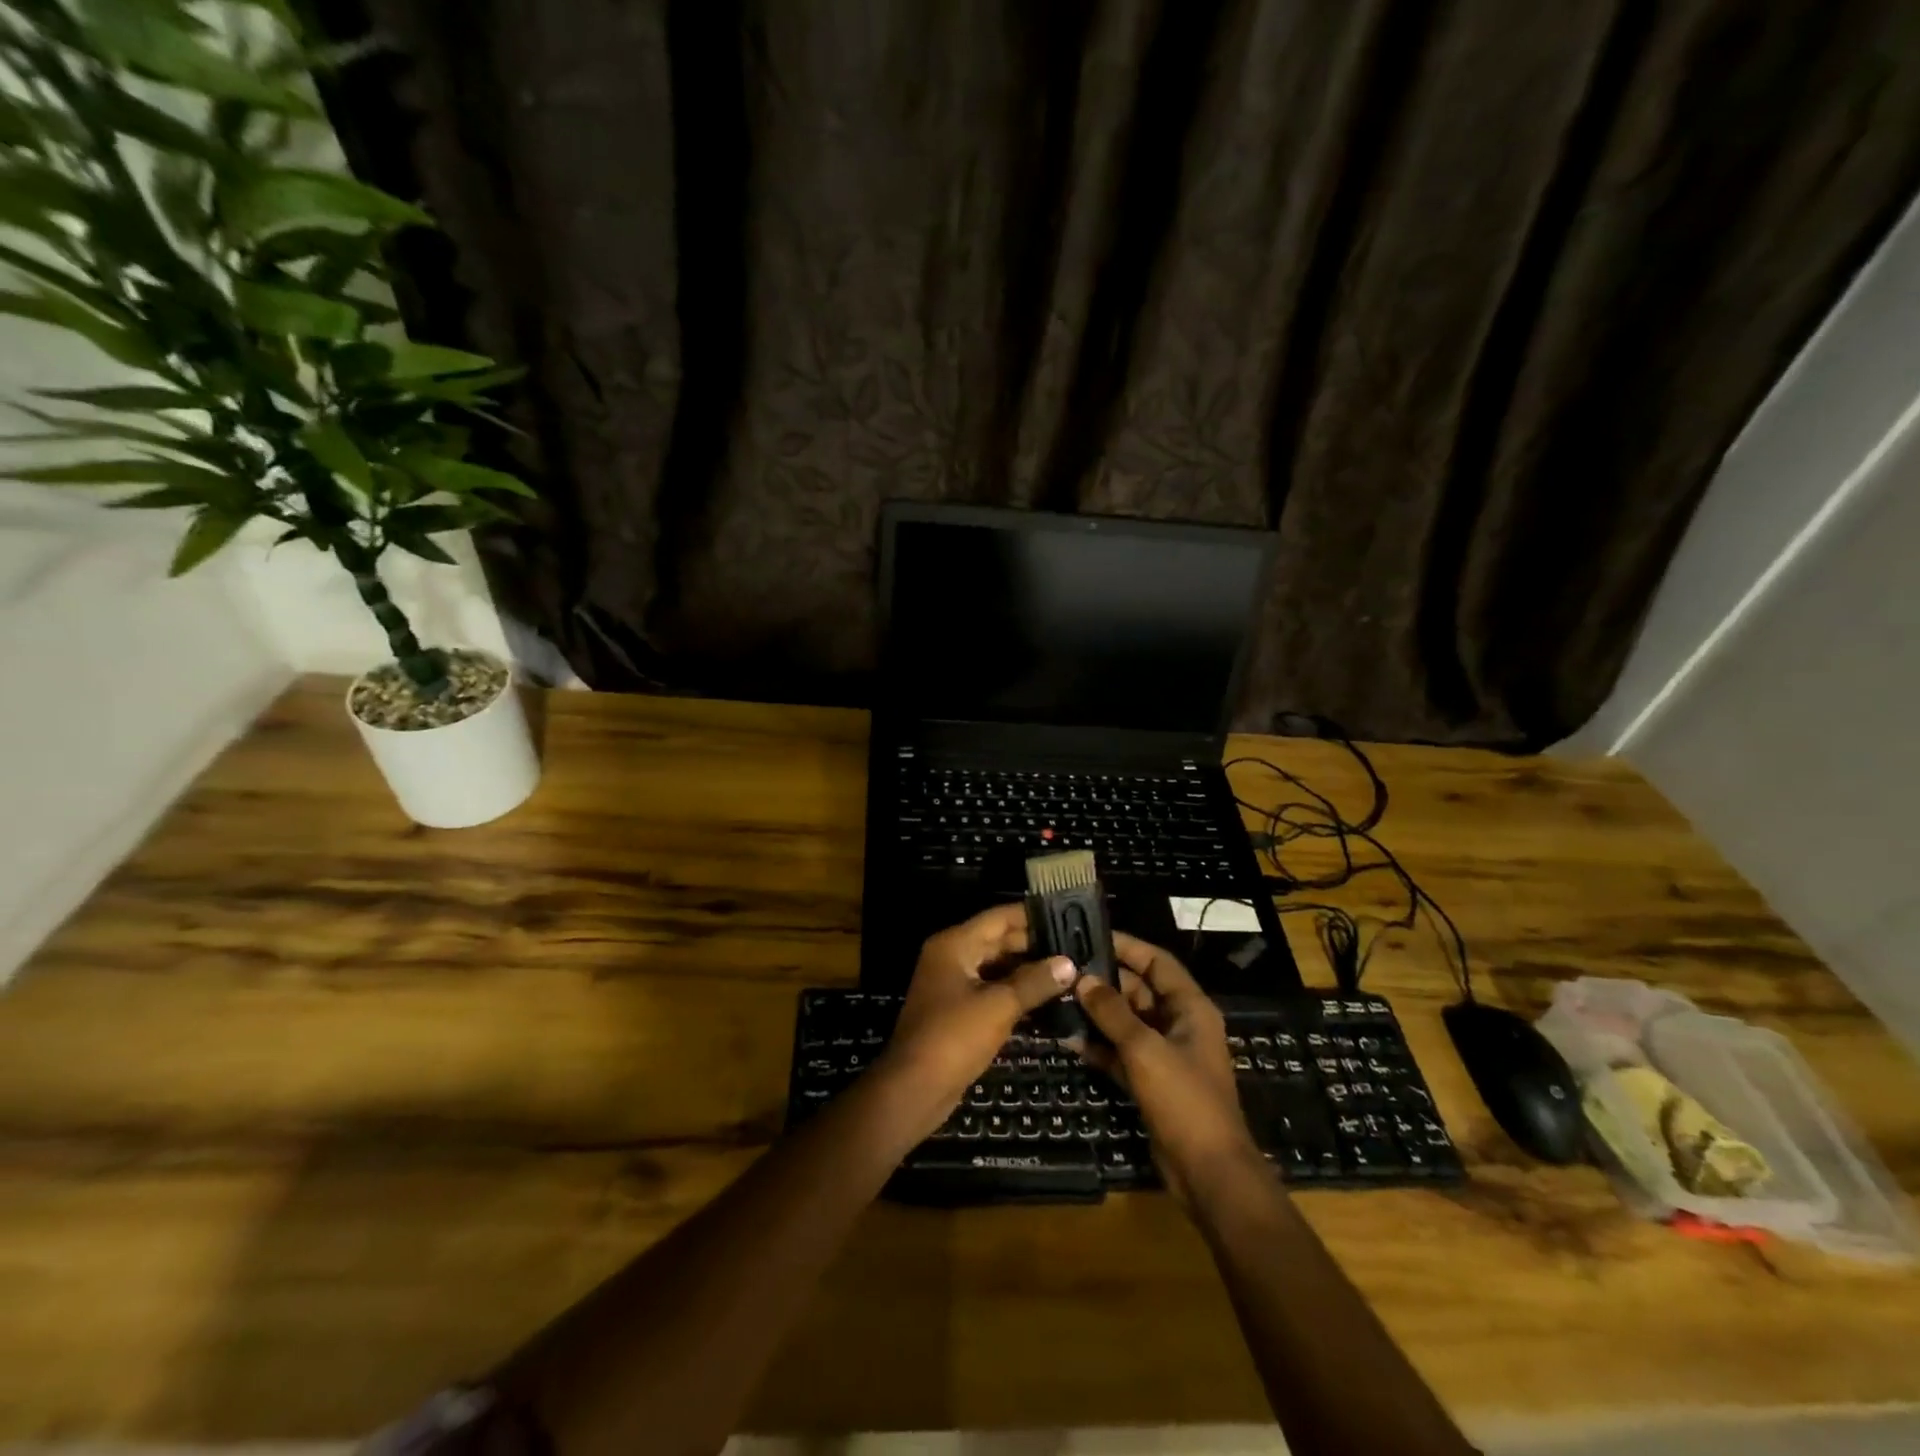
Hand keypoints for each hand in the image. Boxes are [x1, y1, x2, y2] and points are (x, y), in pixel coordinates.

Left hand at [876, 904, 1077, 1141]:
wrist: (914, 1088)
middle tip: (1075, 947)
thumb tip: (1069, 963)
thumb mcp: (999, 1006)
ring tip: (1069, 970)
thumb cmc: (954, 1037)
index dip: (1032, 916)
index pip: (999, 918)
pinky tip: (1047, 997)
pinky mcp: (958, 1010)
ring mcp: (953, 984)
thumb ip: (1035, 982)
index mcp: (955, 944)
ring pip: (997, 967)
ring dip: (1028, 970)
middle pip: (998, 941)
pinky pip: (992, 990)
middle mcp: (951, 957)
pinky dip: (1016, 991)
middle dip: (1035, 945)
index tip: (1067, 916)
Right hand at [1071, 933, 1262, 1203]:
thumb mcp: (1145, 1049)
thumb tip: (1083, 979)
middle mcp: (1179, 1024)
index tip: (1089, 935)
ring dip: (1097, 1013)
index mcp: (1190, 1008)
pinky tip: (1068, 1039)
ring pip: (1126, 1021)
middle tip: (1064, 968)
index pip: (1156, 962)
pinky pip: (1121, 1052)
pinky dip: (1099, 1045)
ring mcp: (1165, 1054)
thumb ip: (1113, 1012)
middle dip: (1104, 980)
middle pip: (1139, 990)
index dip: (1126, 946)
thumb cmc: (1184, 1100)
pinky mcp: (1152, 1081)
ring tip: (1058, 998)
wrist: (1208, 1173)